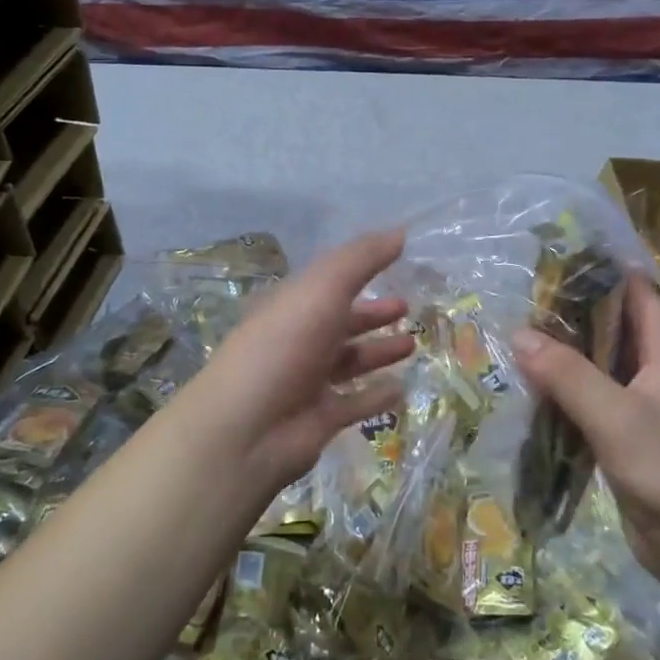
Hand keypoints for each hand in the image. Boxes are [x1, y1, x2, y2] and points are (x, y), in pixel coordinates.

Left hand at [170, 228, 413, 503]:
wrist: (246, 428)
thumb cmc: (284, 345)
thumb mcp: (323, 288)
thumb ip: (362, 259)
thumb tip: (401, 231)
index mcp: (292, 305)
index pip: (329, 283)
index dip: (361, 272)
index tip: (397, 263)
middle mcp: (298, 340)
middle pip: (341, 322)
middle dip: (373, 314)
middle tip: (408, 308)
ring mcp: (307, 382)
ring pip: (349, 362)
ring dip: (378, 352)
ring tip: (412, 345)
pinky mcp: (318, 419)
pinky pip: (354, 403)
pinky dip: (376, 396)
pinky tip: (401, 389)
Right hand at [513, 275, 659, 593]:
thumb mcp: (616, 417)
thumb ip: (568, 375)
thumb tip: (519, 335)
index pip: (640, 297)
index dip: (609, 271)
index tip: (564, 255)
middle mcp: (650, 374)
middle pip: (611, 328)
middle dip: (573, 310)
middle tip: (524, 294)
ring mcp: (634, 407)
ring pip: (594, 365)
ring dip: (562, 351)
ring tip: (516, 330)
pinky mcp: (618, 436)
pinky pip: (585, 400)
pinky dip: (559, 388)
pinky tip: (527, 384)